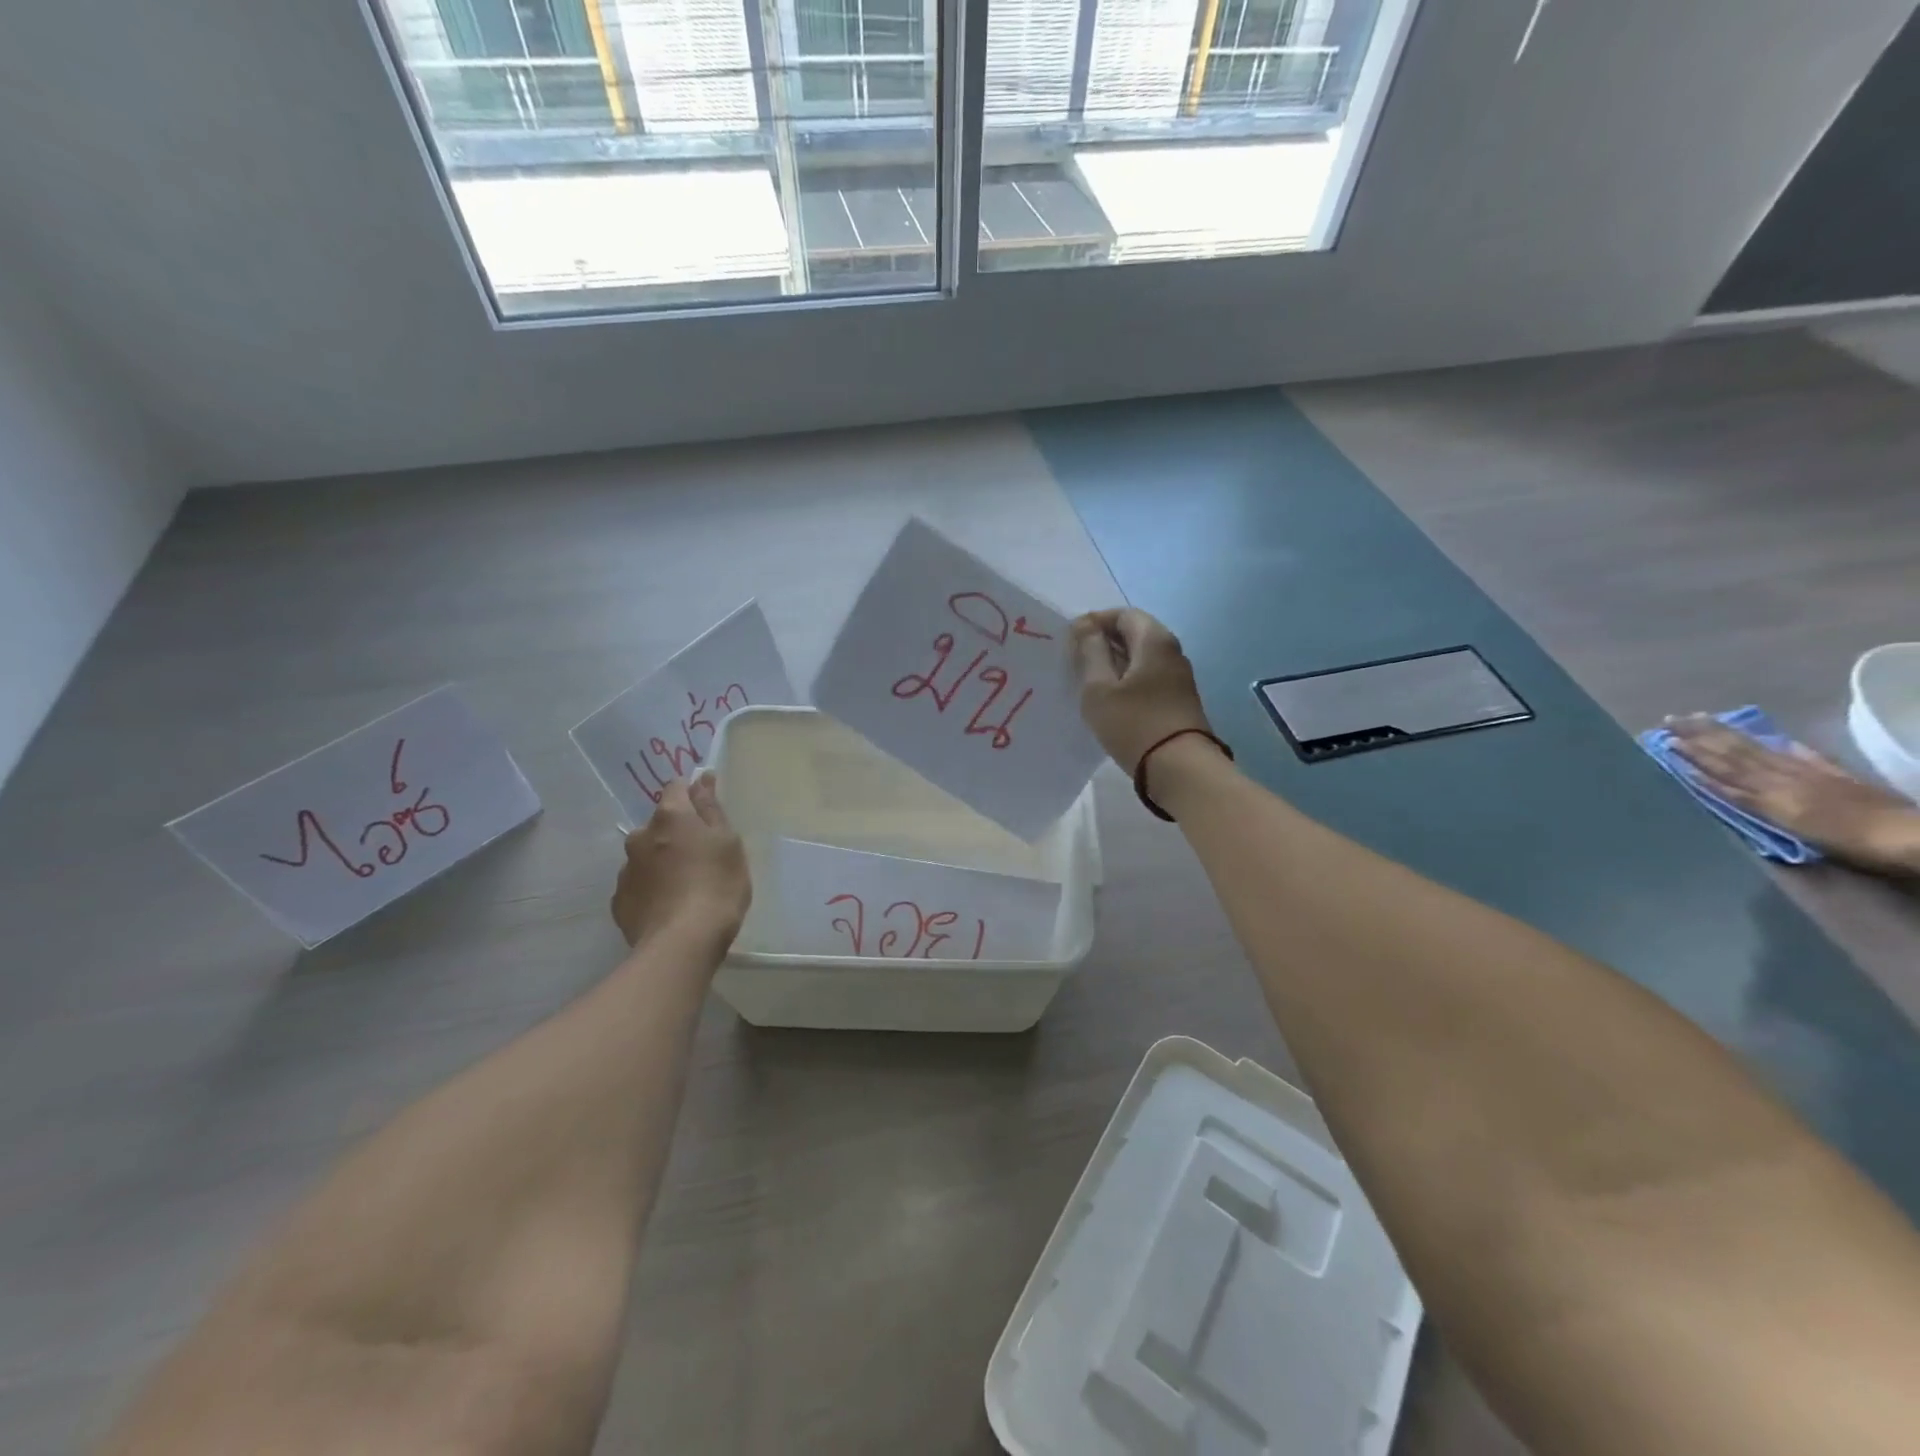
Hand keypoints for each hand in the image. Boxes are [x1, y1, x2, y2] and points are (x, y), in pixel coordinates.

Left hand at [610, 775, 750, 946]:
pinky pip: (638, 885)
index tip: (706, 810)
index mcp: (671, 818)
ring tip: (684, 887)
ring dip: (661, 862)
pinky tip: (668, 906)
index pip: (676, 788)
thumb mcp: (729, 843)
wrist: (682, 943)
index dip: (691, 794)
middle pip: (659, 824)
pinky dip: (651, 889)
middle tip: (700, 857)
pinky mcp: (619, 901)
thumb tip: (703, 779)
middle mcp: (640, 836)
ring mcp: (625, 870)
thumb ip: (712, 810)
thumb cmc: (717, 885)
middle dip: (675, 833)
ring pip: (646, 855)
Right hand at [1070, 608, 1216, 776]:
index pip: (1123, 614)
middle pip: (1134, 634)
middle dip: (1103, 643)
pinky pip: (1148, 678)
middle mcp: (1172, 651)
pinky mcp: (1179, 699)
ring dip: (1114, 664)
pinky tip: (1110, 701)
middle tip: (1075, 663)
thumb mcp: (1099, 688)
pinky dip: (1127, 681)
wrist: (1180, 768)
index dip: (1095, 622)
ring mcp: (1179, 677)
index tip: (1071, 641)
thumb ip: (1090, 651)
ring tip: (1088, 683)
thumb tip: (1085, 625)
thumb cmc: (1133, 723)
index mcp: (1154, 640)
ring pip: (1141, 658)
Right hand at [1666, 715, 1919, 875]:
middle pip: (1735, 753)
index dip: (1693, 753)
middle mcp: (1784, 776)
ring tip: (1703, 719)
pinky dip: (1781, 746)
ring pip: (1759, 751)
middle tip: (1673, 719)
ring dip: (1727, 735)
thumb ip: (1749, 800)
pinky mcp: (1833, 776)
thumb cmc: (1847, 841)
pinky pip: (1800, 756)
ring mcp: (1809, 773)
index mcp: (1771, 789)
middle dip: (1702, 736)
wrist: (1908, 836)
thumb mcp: (1790, 824)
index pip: (1722, 766)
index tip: (1665, 738)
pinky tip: (1770, 738)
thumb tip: (1708, 777)